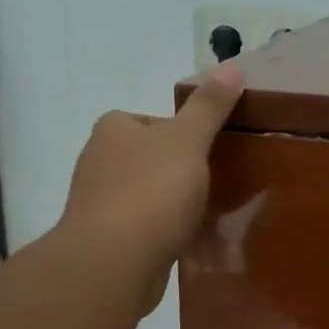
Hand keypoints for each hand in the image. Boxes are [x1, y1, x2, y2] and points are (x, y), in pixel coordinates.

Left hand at [60, 66, 244, 312]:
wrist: (114, 262)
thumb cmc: (152, 192)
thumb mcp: (189, 141)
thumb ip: (209, 106)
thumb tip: (231, 67)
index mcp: (112, 129)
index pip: (152, 121)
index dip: (182, 134)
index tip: (207, 153)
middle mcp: (97, 160)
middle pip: (148, 157)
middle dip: (176, 169)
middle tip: (210, 183)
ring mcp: (97, 202)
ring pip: (143, 192)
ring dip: (167, 202)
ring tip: (199, 213)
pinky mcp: (104, 239)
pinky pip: (140, 226)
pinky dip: (159, 230)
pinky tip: (180, 240)